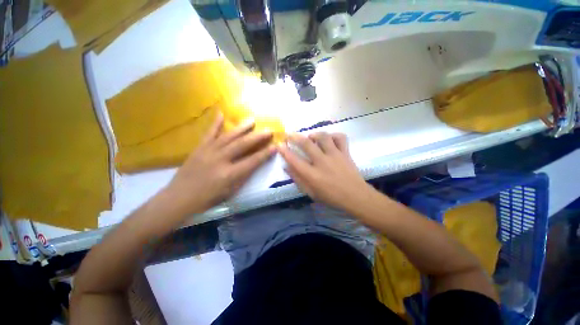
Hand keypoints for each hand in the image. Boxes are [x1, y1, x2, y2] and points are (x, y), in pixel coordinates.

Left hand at [164, 114, 275, 214]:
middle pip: (242, 145)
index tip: (275, 146)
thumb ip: (243, 176)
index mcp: (229, 174)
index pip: (252, 161)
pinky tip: (221, 113)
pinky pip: (209, 133)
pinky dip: (215, 123)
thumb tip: (254, 163)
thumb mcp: (230, 191)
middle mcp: (220, 160)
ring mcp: (208, 152)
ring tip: (252, 120)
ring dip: (241, 128)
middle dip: (257, 137)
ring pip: (228, 136)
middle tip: (268, 130)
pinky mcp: (199, 148)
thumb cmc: (208, 198)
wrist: (179, 198)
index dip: (265, 154)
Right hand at [278, 132, 375, 213]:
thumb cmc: (331, 197)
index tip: (279, 144)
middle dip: (295, 137)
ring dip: (314, 134)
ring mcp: (335, 155)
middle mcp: (322, 162)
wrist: (356, 197)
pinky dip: (333, 135)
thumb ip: (298, 179)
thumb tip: (287, 167)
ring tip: (310, 136)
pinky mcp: (345, 152)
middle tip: (289, 134)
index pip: (294, 160)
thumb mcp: (311, 193)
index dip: (284, 151)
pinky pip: (340, 137)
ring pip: (323, 137)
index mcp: (312, 175)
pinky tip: (329, 139)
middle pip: (306, 144)